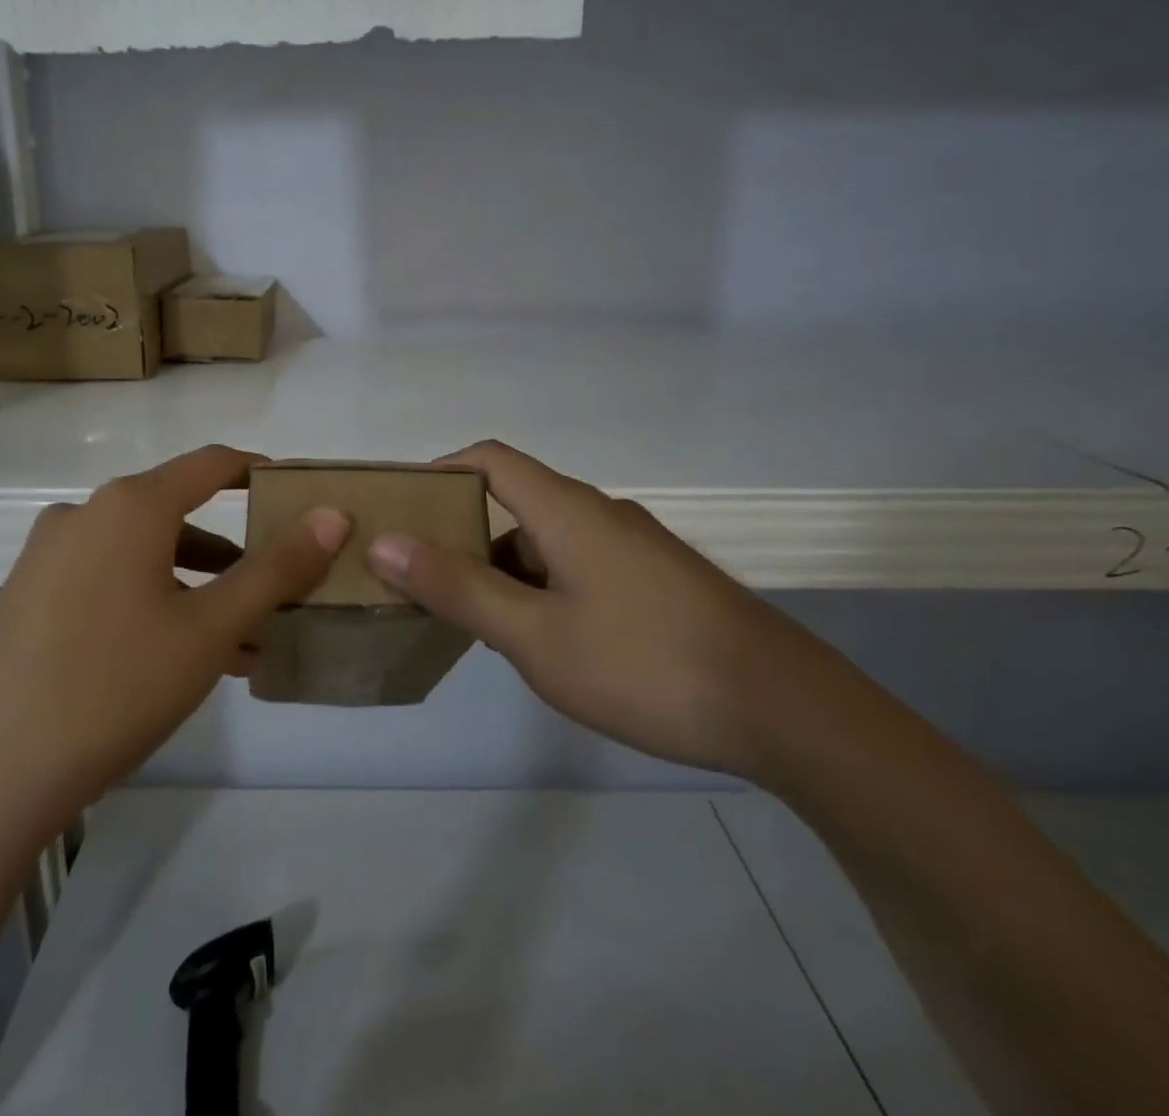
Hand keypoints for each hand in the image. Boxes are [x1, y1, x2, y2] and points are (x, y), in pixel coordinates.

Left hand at [0, 446, 348, 838]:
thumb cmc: (114, 686)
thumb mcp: (210, 629)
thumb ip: (277, 568)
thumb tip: (332, 514)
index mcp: (130, 506)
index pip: (210, 464)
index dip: (257, 472)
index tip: (295, 495)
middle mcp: (84, 515)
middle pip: (177, 514)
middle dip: (233, 553)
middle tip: (275, 592)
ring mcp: (47, 557)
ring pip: (143, 556)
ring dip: (195, 587)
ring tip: (238, 643)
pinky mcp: (25, 598)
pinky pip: (107, 582)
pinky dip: (151, 603)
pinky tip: (175, 660)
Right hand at [366, 441, 814, 774]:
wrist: (784, 709)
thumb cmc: (644, 664)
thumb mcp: (534, 634)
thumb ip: (457, 588)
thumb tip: (385, 541)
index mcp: (567, 510)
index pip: (490, 459)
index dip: (442, 471)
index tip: (403, 507)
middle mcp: (600, 514)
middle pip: (515, 499)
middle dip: (463, 531)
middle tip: (421, 575)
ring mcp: (633, 548)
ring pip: (548, 539)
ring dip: (502, 566)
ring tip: (469, 615)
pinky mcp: (656, 581)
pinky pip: (579, 565)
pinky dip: (541, 585)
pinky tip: (537, 637)